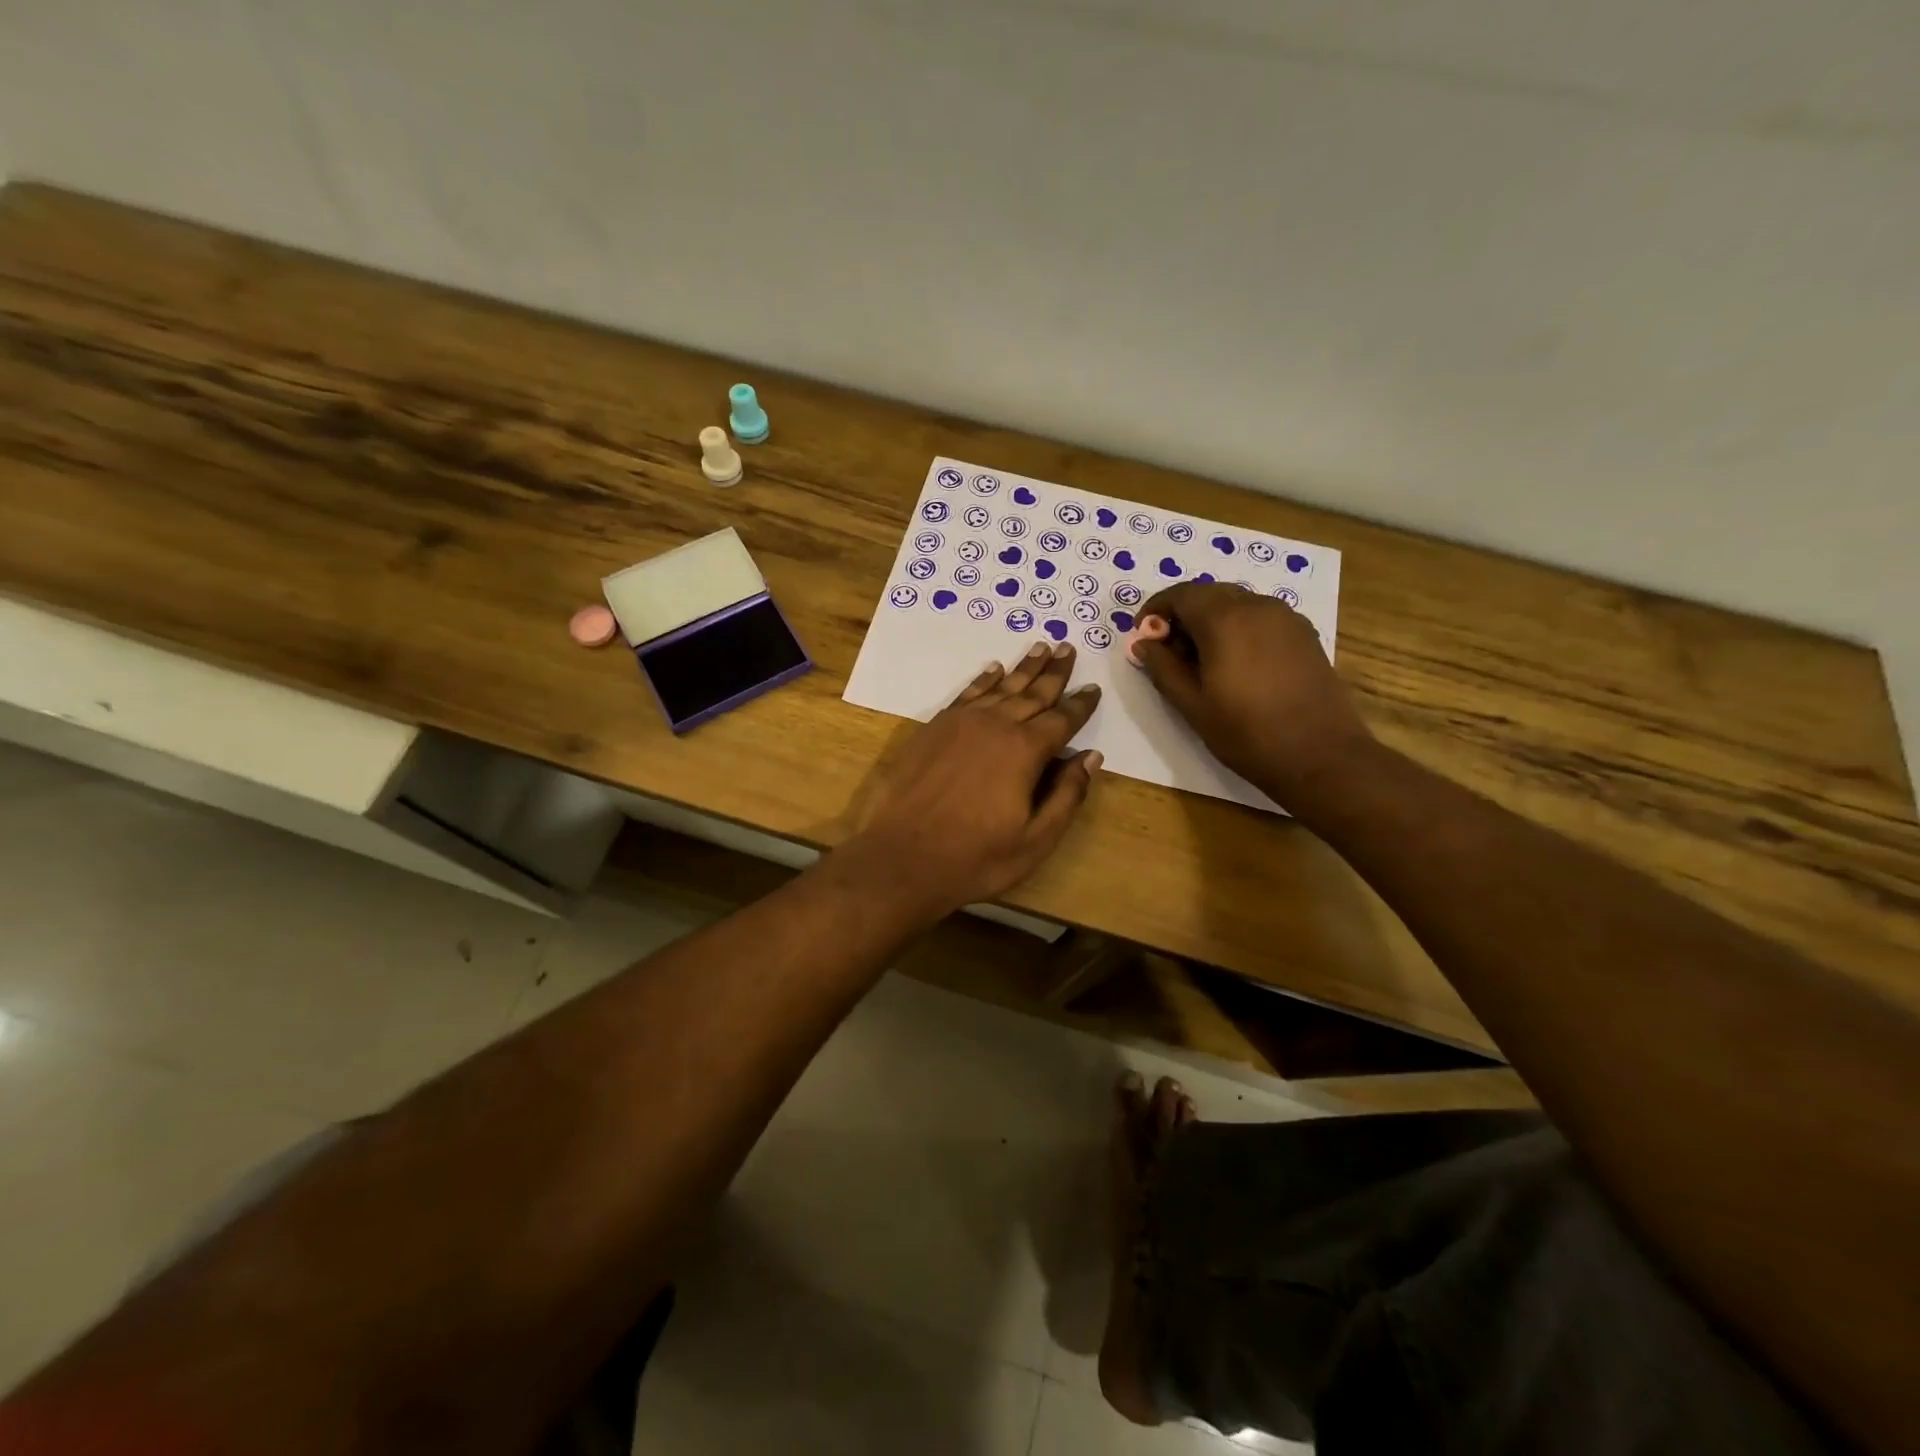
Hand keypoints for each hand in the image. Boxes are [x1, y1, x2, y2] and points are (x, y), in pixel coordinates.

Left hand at [846, 643, 1102, 916]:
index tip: (1093, 688)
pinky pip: (966, 694)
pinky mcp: (934, 728)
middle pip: (1032, 693)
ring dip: (1022, 668)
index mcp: (1025, 751)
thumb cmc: (975, 858)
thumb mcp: (1034, 840)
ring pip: (1000, 687)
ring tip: (1040, 648)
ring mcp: (960, 723)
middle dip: (1054, 672)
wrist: (902, 857)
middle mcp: (995, 725)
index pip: (1062, 719)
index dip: (1081, 704)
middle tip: (1068, 648)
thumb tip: (1090, 757)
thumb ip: (1066, 796)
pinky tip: (993, 670)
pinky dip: (983, 680)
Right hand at [1133, 582, 1373, 806]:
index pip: (1180, 595)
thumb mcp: (1192, 704)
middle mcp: (1257, 606)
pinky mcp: (1304, 634)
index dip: (1155, 611)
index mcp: (1224, 619)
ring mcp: (1286, 617)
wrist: (1320, 755)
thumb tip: (1142, 643)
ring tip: (1201, 661)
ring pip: (1236, 603)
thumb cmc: (1246, 732)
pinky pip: (1260, 617)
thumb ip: (1162, 667)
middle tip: (1169, 652)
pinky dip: (1238, 628)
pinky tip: (1235, 664)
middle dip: (1183, 615)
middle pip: (1209, 594)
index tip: (1143, 638)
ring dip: (1211, 621)